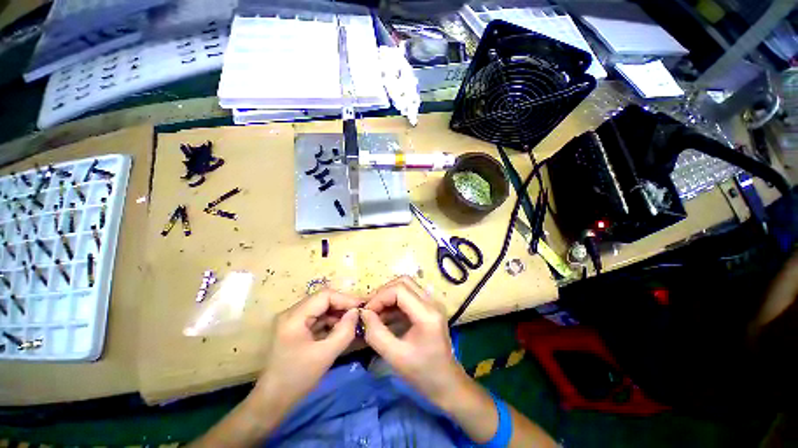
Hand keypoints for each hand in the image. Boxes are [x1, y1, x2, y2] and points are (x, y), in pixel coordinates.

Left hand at [252, 288, 361, 411]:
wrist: (272, 402)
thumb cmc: (297, 379)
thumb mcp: (325, 355)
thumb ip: (345, 331)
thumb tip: (356, 312)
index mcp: (294, 317)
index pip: (325, 295)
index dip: (345, 299)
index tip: (361, 308)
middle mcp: (292, 313)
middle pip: (323, 300)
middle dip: (343, 306)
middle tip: (360, 314)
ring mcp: (293, 320)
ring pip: (321, 308)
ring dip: (338, 313)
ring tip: (353, 322)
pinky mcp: (296, 328)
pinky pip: (317, 318)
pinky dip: (331, 321)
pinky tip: (342, 329)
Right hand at [361, 276, 467, 406]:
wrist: (447, 383)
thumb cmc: (423, 374)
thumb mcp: (395, 357)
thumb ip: (376, 334)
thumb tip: (364, 313)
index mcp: (427, 313)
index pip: (399, 290)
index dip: (380, 297)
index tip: (366, 312)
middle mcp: (432, 302)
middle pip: (403, 282)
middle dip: (383, 293)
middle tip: (370, 310)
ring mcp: (432, 303)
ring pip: (406, 286)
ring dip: (388, 296)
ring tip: (375, 314)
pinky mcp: (429, 307)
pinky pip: (409, 295)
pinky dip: (394, 302)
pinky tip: (385, 317)